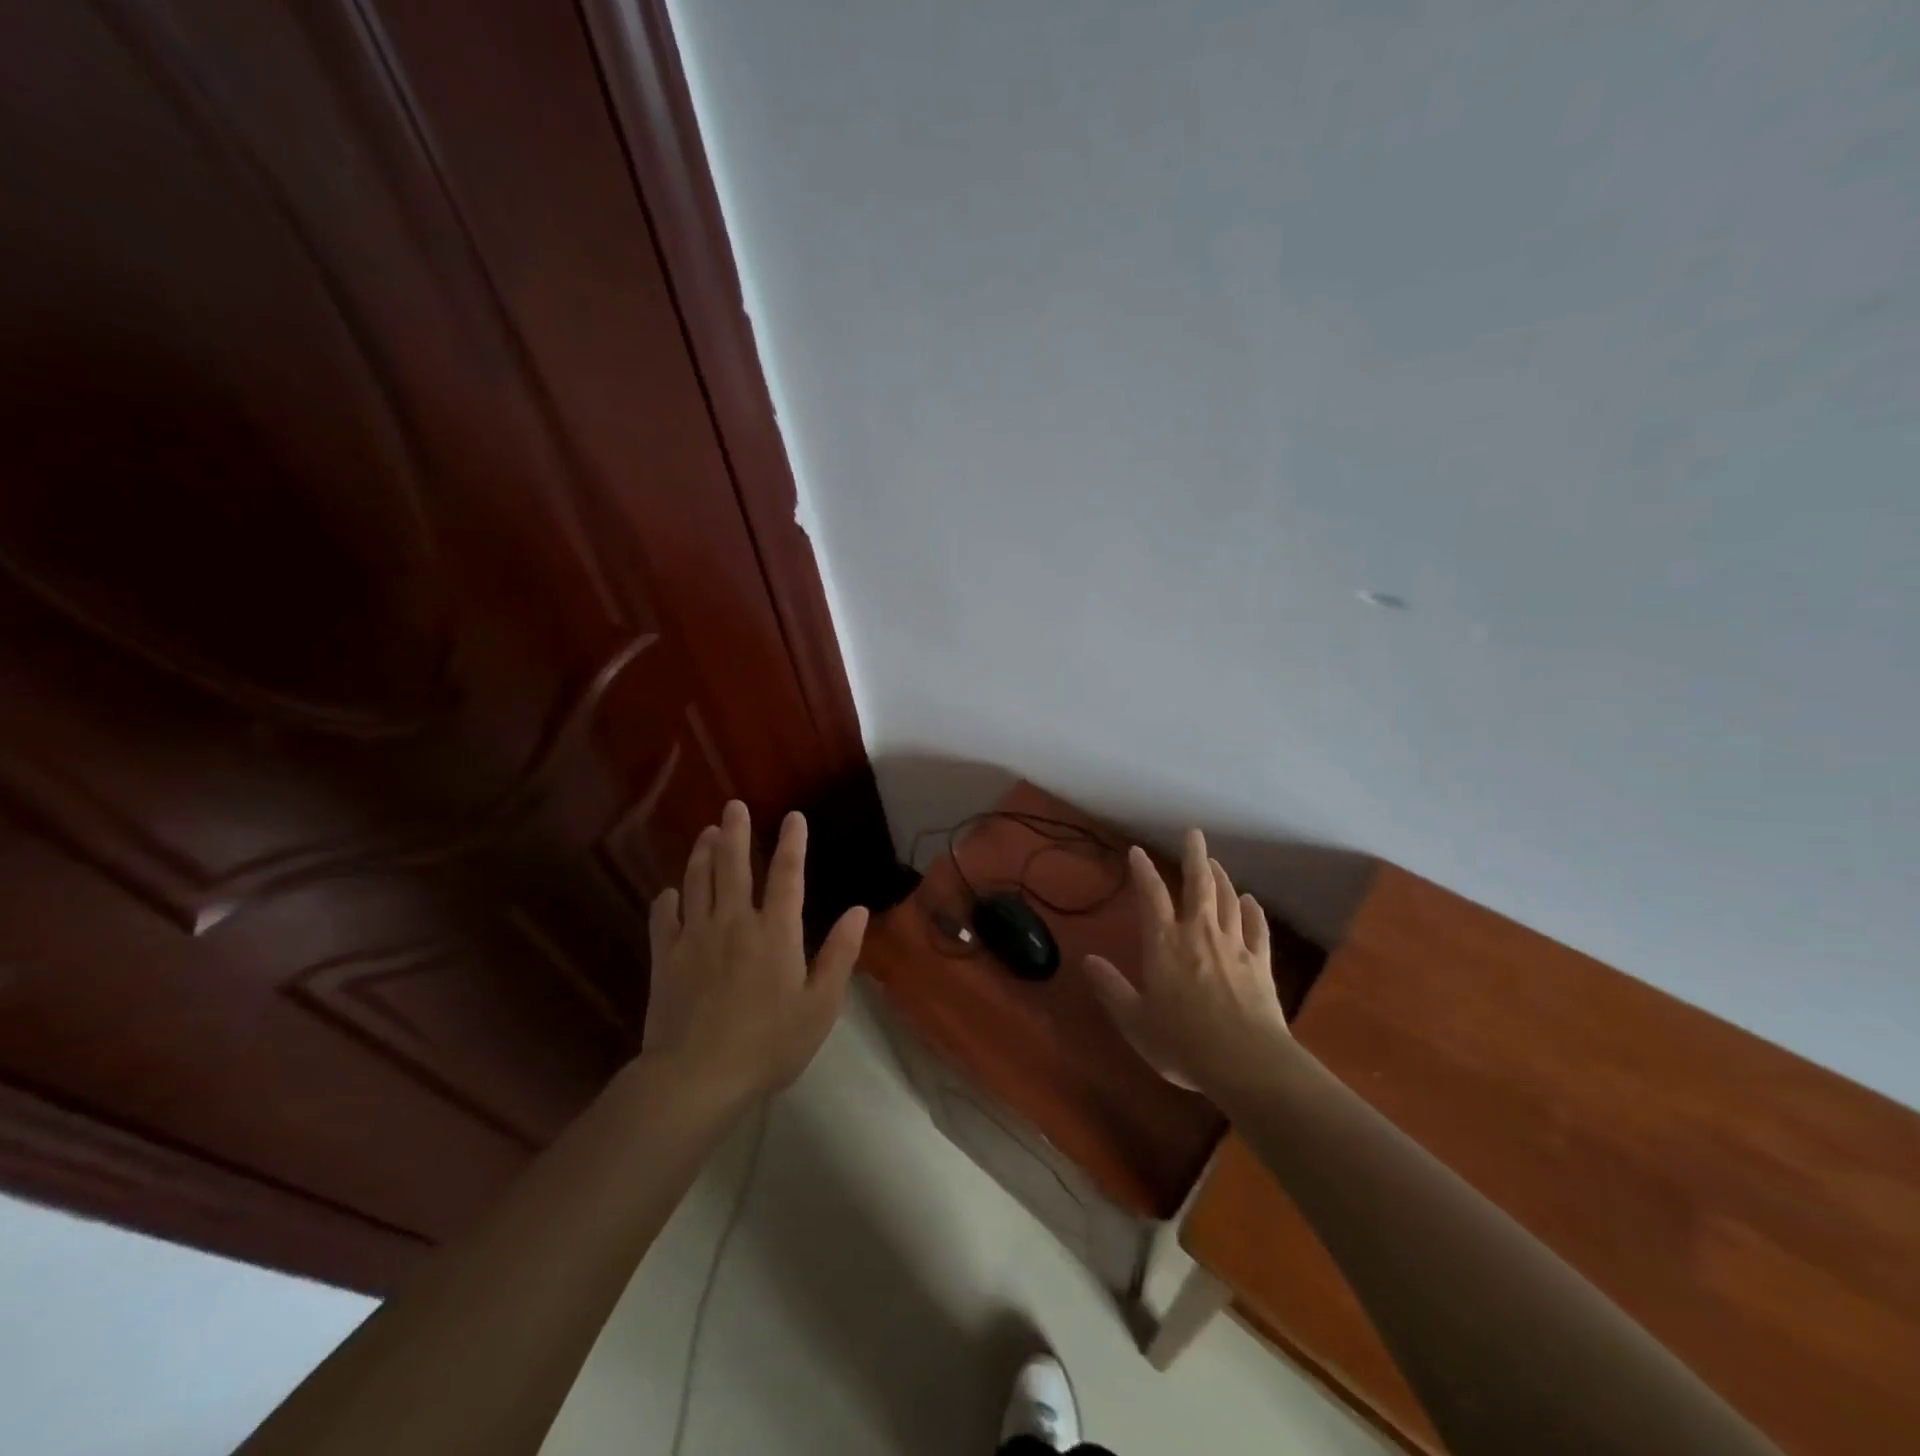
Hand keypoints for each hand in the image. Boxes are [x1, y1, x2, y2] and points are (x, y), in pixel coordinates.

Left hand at [643, 800, 868, 1105]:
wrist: (697, 1077)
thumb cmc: (769, 1044)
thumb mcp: (820, 1006)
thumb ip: (840, 954)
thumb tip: (858, 910)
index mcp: (776, 932)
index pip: (787, 875)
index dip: (792, 843)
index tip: (793, 817)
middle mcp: (734, 922)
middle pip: (733, 866)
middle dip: (734, 832)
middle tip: (732, 805)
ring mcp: (695, 937)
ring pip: (697, 882)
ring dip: (702, 853)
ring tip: (706, 832)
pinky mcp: (664, 958)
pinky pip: (663, 917)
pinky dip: (667, 899)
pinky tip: (670, 892)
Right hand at [1083, 829, 1290, 1096]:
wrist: (1247, 1063)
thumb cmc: (1182, 1042)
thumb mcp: (1134, 1020)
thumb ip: (1111, 987)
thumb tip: (1087, 960)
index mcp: (1164, 944)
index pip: (1151, 896)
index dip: (1143, 872)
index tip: (1137, 852)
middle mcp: (1199, 934)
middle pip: (1198, 885)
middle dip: (1194, 856)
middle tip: (1193, 833)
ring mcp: (1234, 946)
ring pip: (1227, 900)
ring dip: (1220, 878)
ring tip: (1215, 863)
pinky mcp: (1261, 964)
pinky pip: (1257, 928)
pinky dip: (1252, 911)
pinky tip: (1250, 901)